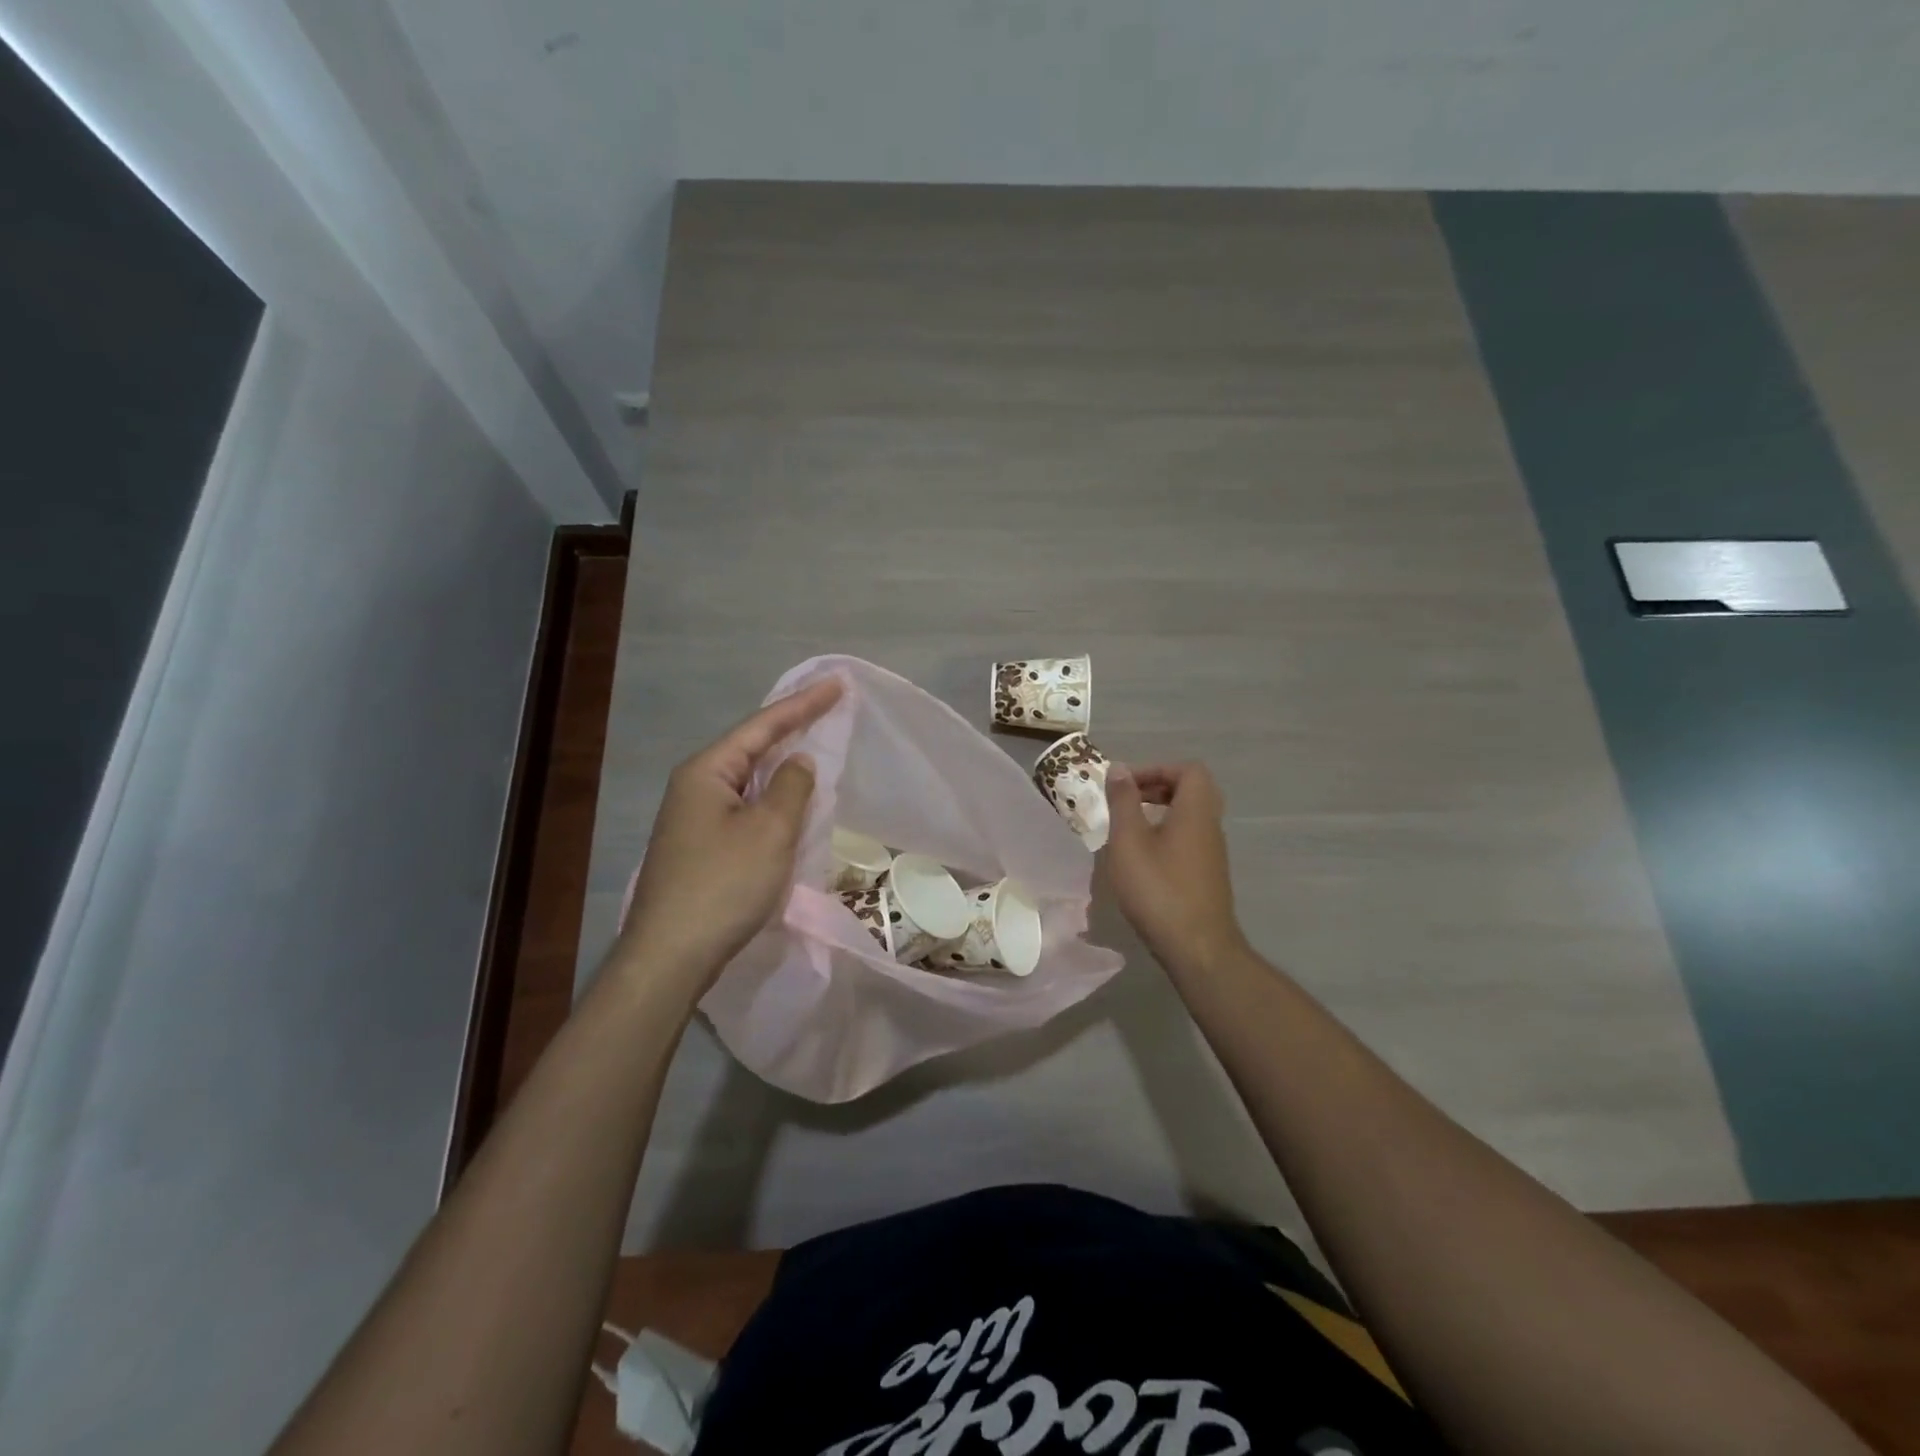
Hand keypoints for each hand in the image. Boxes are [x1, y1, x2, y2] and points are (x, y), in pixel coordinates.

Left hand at [617, 679, 843, 987]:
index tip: (838, 684)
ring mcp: (694, 818)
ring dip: (782, 764)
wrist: (671, 956)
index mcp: (707, 771)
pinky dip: (772, 797)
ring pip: (748, 779)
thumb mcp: (770, 830)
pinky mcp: (700, 846)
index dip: (803, 704)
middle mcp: (695, 786)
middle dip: (792, 728)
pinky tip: (789, 800)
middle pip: (751, 746)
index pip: (762, 725)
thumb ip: (791, 786)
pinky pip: (744, 806)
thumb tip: (799, 761)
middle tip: (830, 708)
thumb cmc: (724, 884)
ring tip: (815, 743)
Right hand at [1103, 761, 1247, 975]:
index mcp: (1196, 811)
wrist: (1197, 948)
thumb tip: (1119, 770)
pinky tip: (1141, 856)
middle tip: (1125, 799)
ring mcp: (1212, 852)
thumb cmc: (1158, 889)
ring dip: (1159, 811)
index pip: (1189, 770)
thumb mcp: (1129, 842)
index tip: (1126, 783)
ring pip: (1189, 816)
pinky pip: (1188, 838)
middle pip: (1191, 790)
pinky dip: (1165, 834)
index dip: (1156, 768)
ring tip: (1127, 827)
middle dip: (1156, 787)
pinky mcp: (1207, 874)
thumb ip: (1123, 802)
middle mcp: (1210, 826)